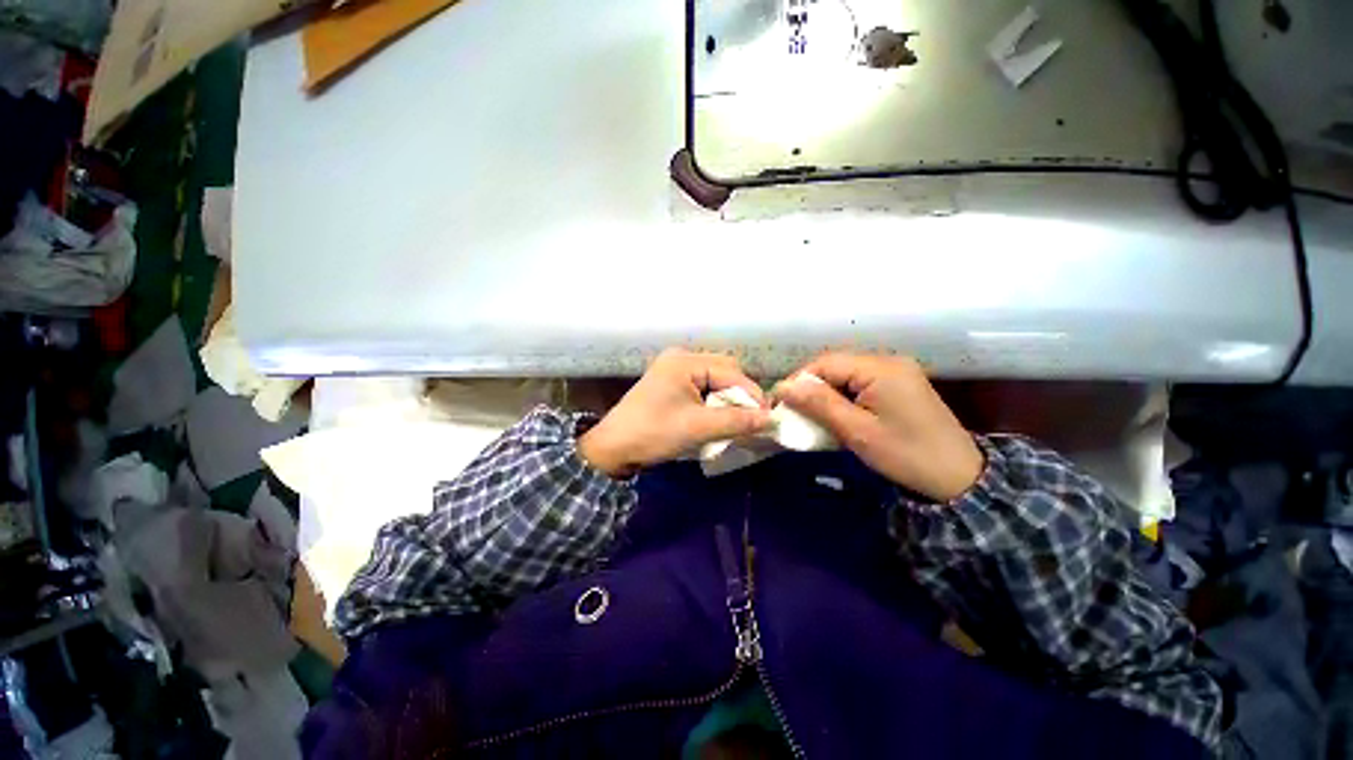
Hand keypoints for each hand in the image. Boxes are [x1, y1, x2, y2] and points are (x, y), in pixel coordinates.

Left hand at [578, 349, 771, 477]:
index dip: (752, 395)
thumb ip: (737, 421)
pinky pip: (703, 387)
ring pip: (715, 380)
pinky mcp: (672, 384)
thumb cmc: (653, 433)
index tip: (768, 419)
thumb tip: (772, 419)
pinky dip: (715, 402)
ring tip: (738, 422)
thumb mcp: (698, 427)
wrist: (613, 448)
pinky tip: (719, 417)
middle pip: (725, 371)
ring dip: (729, 400)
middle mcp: (681, 358)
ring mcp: (675, 370)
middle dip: (741, 396)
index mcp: (685, 361)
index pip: (731, 372)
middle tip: (752, 420)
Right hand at [774, 353, 983, 501]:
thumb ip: (819, 404)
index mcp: (880, 368)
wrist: (959, 478)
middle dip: (812, 387)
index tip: (782, 403)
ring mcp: (897, 372)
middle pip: (836, 366)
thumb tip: (783, 386)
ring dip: (826, 393)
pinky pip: (861, 383)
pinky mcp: (900, 384)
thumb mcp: (856, 431)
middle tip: (795, 412)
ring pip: (846, 375)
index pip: (826, 362)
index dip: (799, 380)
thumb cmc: (905, 455)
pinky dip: (844, 397)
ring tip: (813, 416)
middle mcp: (889, 361)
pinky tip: (838, 415)